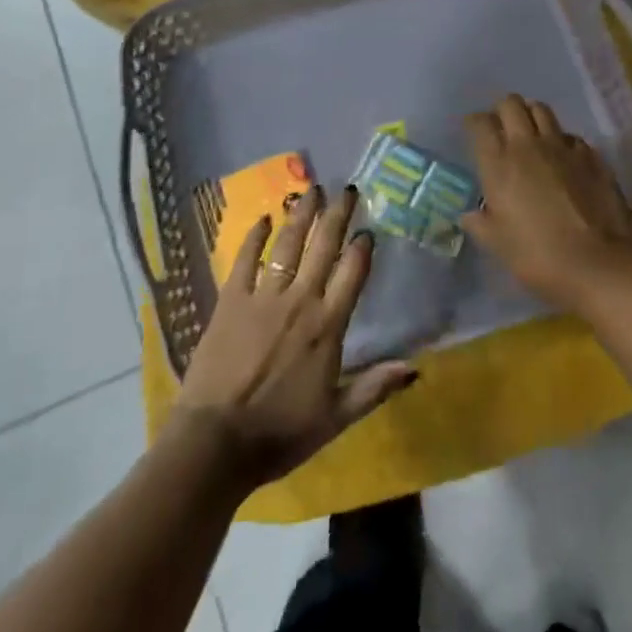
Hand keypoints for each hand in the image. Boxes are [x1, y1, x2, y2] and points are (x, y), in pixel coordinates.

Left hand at [174, 185, 416, 491]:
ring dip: (301, 215)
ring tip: (311, 189)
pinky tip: (263, 218)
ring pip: (288, 245)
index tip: (368, 228)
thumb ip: (374, 388)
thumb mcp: (336, 418)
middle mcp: (299, 300)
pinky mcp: (230, 300)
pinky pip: (245, 259)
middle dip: (337, 215)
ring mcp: (263, 297)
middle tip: (346, 189)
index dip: (362, 248)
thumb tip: (415, 368)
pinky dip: (254, 237)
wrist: (216, 442)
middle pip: (323, 247)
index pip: (352, 274)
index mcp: (327, 326)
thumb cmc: (280, 433)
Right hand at [463, 94, 631, 313]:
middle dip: (503, 110)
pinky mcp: (591, 155)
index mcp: (499, 163)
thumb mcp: (497, 244)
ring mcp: (562, 147)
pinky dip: (562, 140)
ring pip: (542, 110)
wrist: (596, 263)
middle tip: (502, 128)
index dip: (474, 123)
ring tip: (531, 133)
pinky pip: (570, 136)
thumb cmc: (537, 255)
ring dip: (532, 115)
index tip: (474, 132)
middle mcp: (528, 145)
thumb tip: (470, 214)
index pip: (480, 123)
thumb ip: (480, 224)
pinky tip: (563, 158)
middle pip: (511, 104)